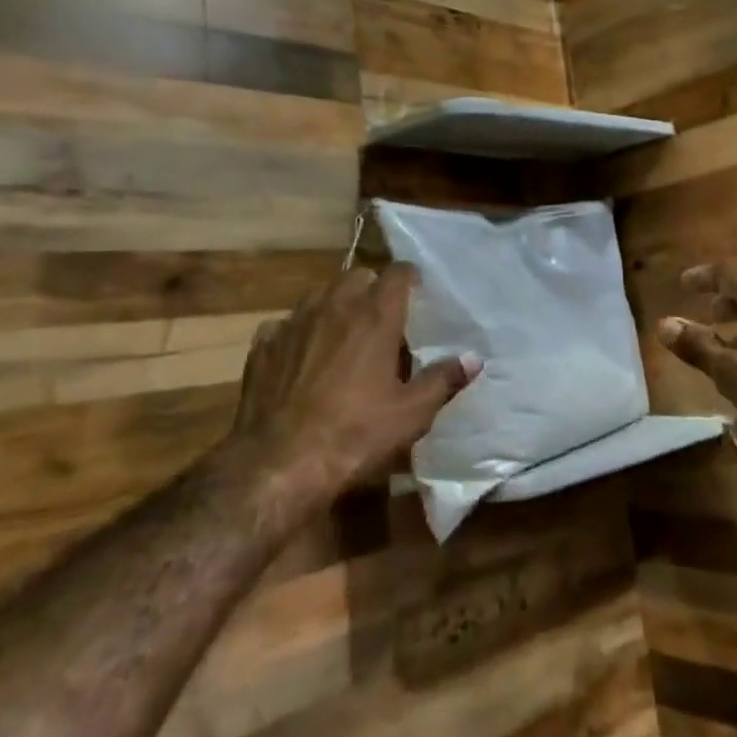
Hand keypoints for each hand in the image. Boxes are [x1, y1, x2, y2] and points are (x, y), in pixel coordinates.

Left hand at [227, 264, 478, 515]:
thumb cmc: (356, 433)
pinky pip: (284, 324)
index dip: (408, 277)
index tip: (416, 290)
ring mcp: (293, 322)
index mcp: (375, 316)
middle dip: (371, 288)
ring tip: (344, 331)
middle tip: (382, 315)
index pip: (396, 273)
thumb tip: (473, 359)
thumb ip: (443, 380)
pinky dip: (297, 331)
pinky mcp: (263, 345)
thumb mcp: (411, 413)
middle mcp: (334, 307)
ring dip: (335, 304)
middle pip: (356, 276)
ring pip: (319, 294)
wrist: (279, 462)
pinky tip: (301, 355)